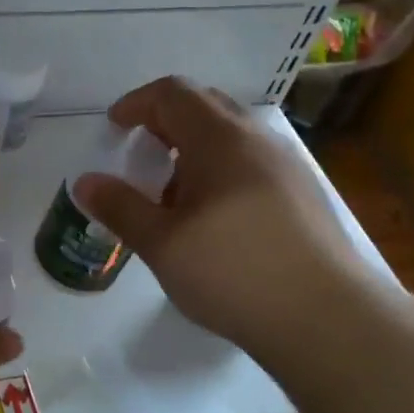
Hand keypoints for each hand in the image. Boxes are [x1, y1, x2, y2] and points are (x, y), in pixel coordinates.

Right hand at [73, 77, 378, 349]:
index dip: (137, 103)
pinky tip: (214, 218)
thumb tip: (85, 182)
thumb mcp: (162, 244)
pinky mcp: (304, 195)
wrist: (329, 319)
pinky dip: (221, 169)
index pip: (173, 93)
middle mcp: (258, 139)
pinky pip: (252, 162)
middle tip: (141, 156)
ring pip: (232, 135)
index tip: (114, 128)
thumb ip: (120, 207)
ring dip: (194, 148)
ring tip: (173, 194)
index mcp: (220, 139)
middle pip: (205, 106)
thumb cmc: (234, 273)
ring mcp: (288, 166)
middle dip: (165, 122)